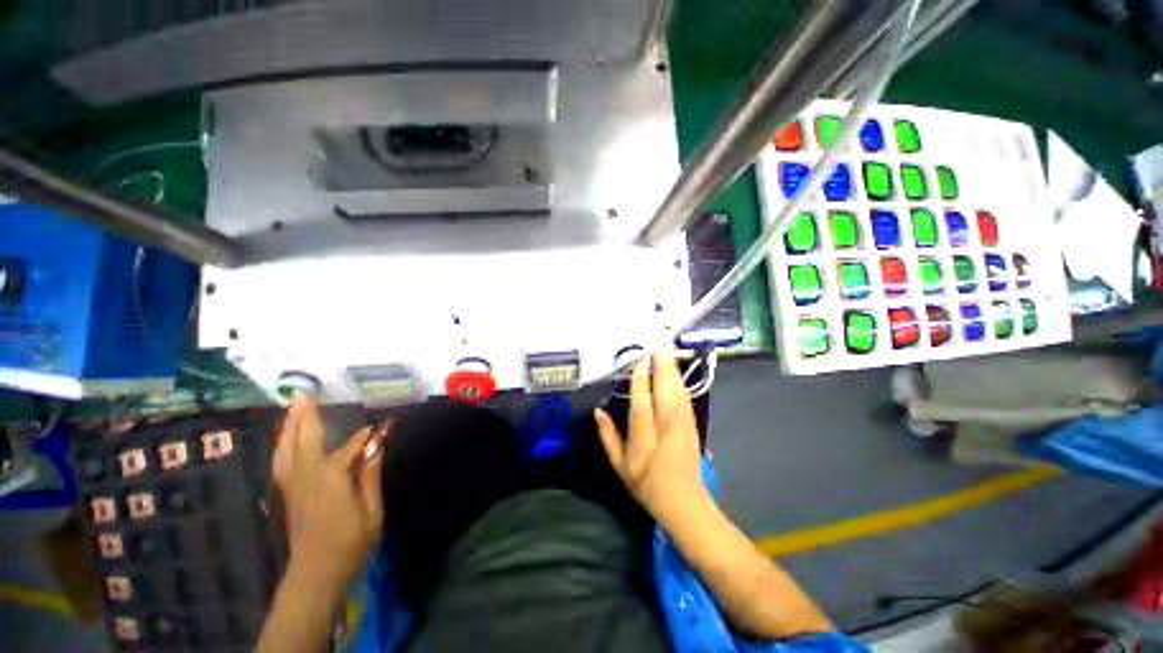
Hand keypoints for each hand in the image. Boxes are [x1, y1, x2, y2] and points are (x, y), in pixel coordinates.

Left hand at [272, 395, 385, 589]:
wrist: (315, 574)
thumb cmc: (350, 543)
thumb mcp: (371, 510)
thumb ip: (370, 473)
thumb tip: (378, 442)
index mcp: (331, 480)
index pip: (349, 448)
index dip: (366, 435)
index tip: (383, 423)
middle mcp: (307, 477)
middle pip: (304, 440)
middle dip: (304, 416)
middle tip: (304, 393)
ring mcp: (293, 485)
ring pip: (286, 449)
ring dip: (289, 426)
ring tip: (292, 408)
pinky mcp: (288, 493)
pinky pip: (282, 461)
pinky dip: (282, 444)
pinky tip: (286, 438)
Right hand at [595, 346, 708, 526]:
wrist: (684, 502)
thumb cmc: (646, 485)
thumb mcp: (620, 467)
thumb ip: (608, 437)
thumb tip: (598, 411)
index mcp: (644, 445)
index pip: (642, 410)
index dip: (641, 386)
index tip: (639, 364)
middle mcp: (666, 433)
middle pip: (665, 397)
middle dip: (663, 370)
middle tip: (659, 347)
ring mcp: (683, 428)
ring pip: (678, 395)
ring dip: (673, 372)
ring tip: (668, 350)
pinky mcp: (692, 426)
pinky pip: (685, 400)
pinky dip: (680, 382)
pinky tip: (675, 370)